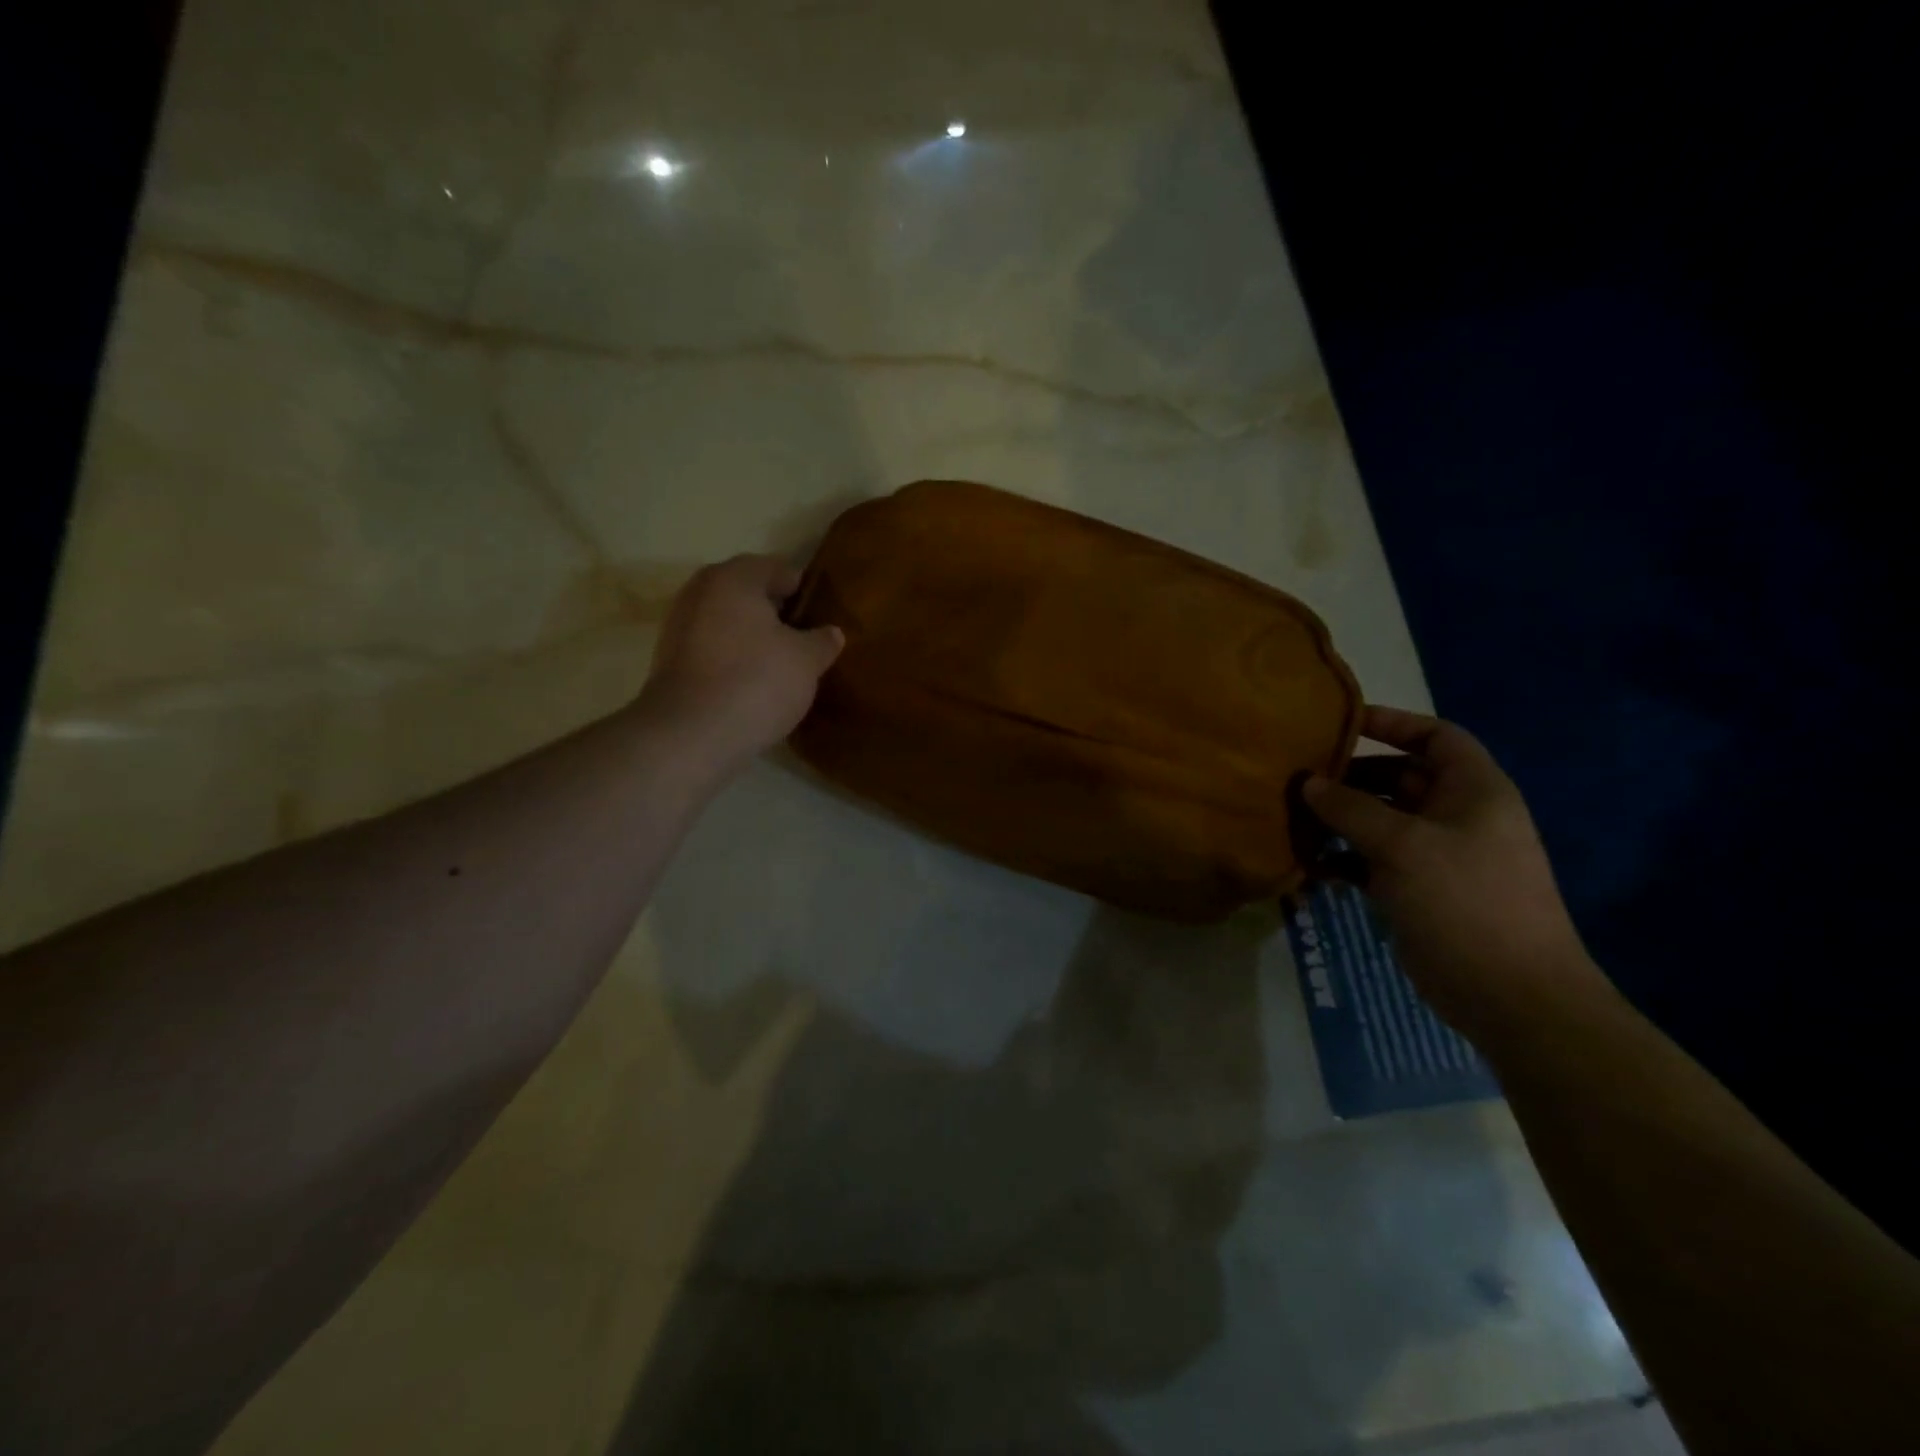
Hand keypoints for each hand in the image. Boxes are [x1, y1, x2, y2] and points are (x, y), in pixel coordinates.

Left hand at [639, 554, 843, 771]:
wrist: (690, 734)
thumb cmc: (756, 682)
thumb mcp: (806, 661)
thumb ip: (822, 641)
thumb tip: (831, 633)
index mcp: (734, 577)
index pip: (778, 569)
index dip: (805, 591)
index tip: (822, 617)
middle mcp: (700, 591)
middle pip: (748, 594)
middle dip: (776, 614)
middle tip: (804, 641)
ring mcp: (679, 626)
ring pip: (727, 623)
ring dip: (752, 638)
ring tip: (781, 666)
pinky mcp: (669, 662)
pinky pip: (712, 649)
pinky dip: (732, 659)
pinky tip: (752, 685)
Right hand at [1302, 706, 1609, 1039]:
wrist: (1510, 995)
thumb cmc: (1465, 901)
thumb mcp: (1403, 845)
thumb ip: (1351, 808)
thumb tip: (1309, 782)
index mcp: (1474, 791)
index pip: (1437, 737)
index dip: (1394, 723)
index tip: (1341, 723)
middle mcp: (1456, 816)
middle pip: (1399, 778)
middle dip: (1351, 776)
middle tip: (1299, 777)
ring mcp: (1436, 856)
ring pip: (1380, 821)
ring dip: (1339, 820)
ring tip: (1293, 819)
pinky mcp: (1417, 890)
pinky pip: (1372, 860)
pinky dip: (1342, 858)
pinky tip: (1308, 864)